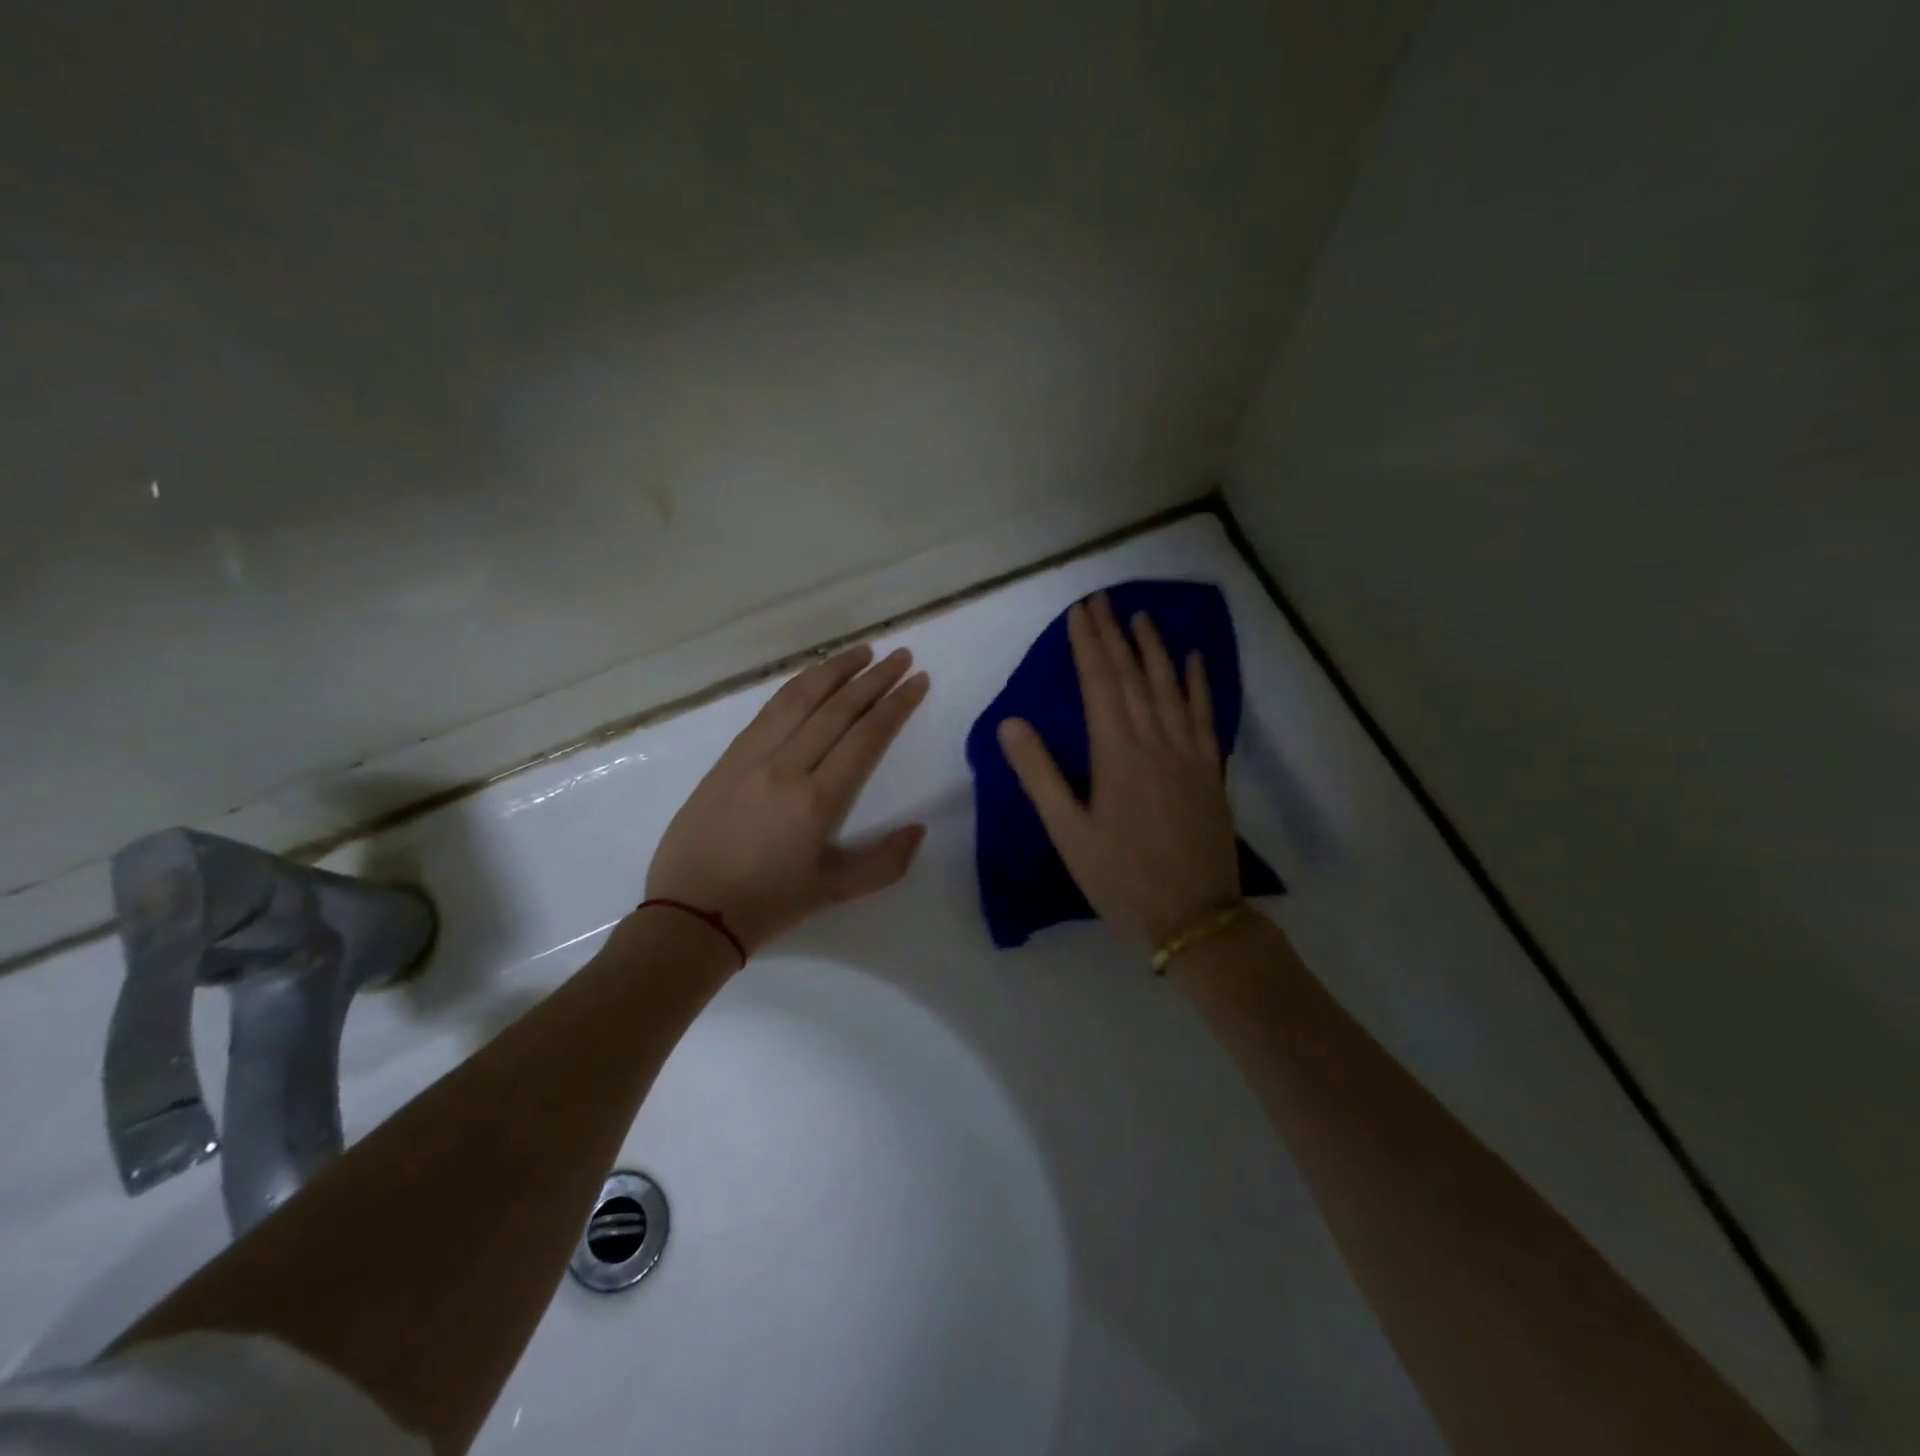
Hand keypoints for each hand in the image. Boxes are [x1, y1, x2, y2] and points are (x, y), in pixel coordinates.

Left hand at [646, 644, 930, 954]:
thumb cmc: (767, 904)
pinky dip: (796, 687)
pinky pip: (768, 711)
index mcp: (816, 801)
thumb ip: (883, 863)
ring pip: (799, 699)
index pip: (865, 737)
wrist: (691, 912)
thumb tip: (919, 830)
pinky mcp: (728, 758)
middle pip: (837, 709)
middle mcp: (786, 767)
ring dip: (834, 670)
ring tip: (863, 652)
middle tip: (901, 656)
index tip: (918, 680)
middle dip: (874, 679)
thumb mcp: (833, 892)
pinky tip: (812, 676)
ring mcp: (752, 757)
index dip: (896, 705)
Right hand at [997, 592, 1239, 949]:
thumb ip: (1039, 775)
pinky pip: (1205, 714)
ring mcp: (1188, 753)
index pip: (1099, 684)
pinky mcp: (1210, 770)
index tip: (1080, 612)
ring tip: (1142, 616)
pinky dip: (1199, 683)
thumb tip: (1010, 722)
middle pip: (1132, 677)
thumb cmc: (1120, 878)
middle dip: (1115, 635)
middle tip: (1103, 600)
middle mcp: (1155, 742)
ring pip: (1170, 687)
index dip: (1088, 645)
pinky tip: (1194, 660)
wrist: (1194, 917)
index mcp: (1117, 755)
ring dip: (1154, 649)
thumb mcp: (1068, 833)